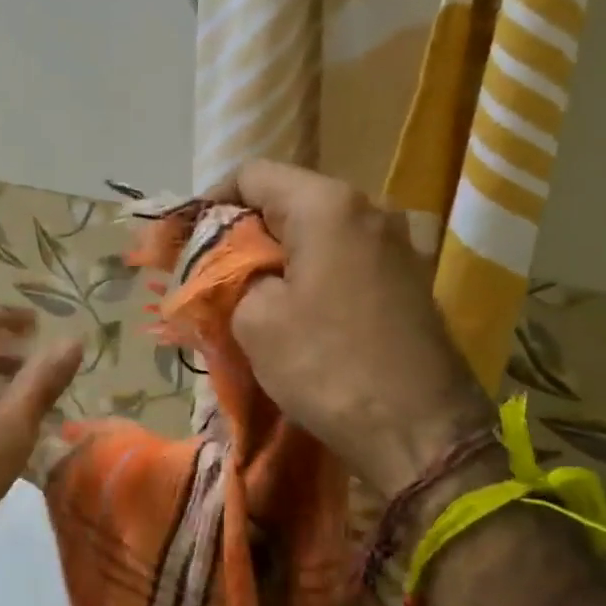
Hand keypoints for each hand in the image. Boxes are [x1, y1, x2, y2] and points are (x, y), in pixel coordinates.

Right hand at [218, 161, 492, 494]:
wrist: (420, 430)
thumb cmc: (328, 366)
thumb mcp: (255, 320)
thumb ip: (229, 276)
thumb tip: (228, 268)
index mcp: (328, 205)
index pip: (253, 175)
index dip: (210, 202)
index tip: (185, 240)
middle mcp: (370, 209)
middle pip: (288, 201)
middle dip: (242, 233)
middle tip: (208, 274)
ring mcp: (397, 244)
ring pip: (317, 233)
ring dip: (275, 257)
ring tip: (245, 296)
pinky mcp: (408, 280)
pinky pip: (343, 260)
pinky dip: (308, 275)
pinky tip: (291, 310)